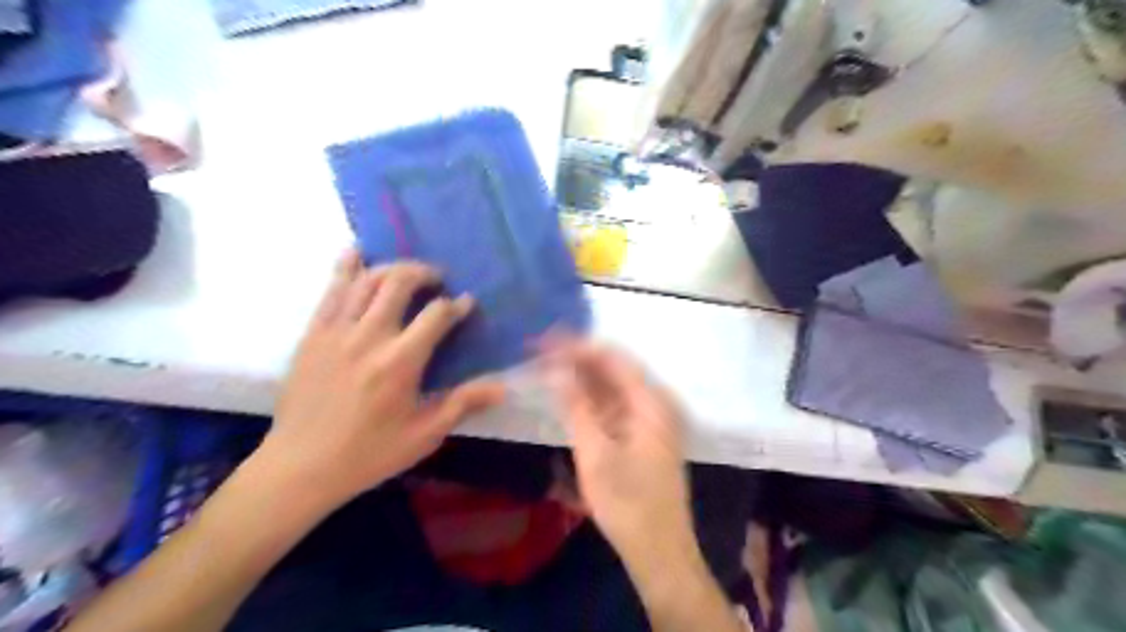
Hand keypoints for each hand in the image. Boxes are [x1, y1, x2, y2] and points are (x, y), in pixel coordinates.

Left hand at [260, 248, 505, 506]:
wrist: (300, 466)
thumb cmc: (369, 453)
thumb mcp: (424, 435)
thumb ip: (463, 403)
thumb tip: (503, 388)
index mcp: (400, 362)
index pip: (436, 315)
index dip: (457, 305)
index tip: (467, 303)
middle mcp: (369, 336)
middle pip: (399, 282)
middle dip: (424, 273)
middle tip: (437, 279)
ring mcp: (336, 331)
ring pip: (366, 279)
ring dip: (392, 267)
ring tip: (407, 272)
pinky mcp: (313, 333)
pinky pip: (331, 290)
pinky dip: (346, 267)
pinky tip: (357, 254)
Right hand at [539, 338, 691, 559]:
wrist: (659, 551)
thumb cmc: (628, 505)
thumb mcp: (595, 454)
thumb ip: (576, 407)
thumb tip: (556, 369)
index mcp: (651, 402)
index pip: (611, 357)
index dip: (576, 345)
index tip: (542, 341)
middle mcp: (656, 402)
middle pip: (613, 368)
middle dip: (576, 358)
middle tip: (538, 352)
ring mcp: (651, 418)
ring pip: (612, 386)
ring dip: (581, 376)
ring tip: (546, 368)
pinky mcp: (643, 434)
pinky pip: (615, 404)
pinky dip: (591, 398)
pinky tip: (568, 395)